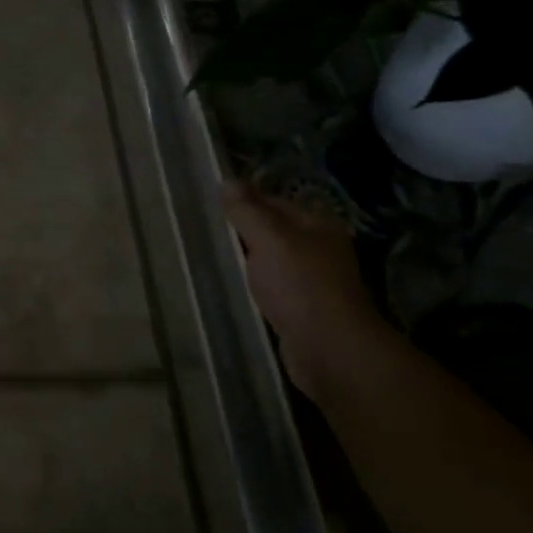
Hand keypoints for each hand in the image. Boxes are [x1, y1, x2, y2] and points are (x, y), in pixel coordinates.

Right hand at [222, 183, 384, 401]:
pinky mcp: (302, 309)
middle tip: (203, 230)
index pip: (272, 200)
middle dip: (241, 231)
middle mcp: (318, 248)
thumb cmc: (300, 286)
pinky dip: (253, 286)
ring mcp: (312, 280)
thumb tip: (227, 180)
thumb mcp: (269, 239)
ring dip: (246, 260)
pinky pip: (270, 287)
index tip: (208, 205)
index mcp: (317, 224)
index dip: (242, 201)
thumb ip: (247, 210)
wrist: (330, 352)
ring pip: (269, 260)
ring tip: (211, 256)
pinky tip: (232, 286)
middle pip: (271, 230)